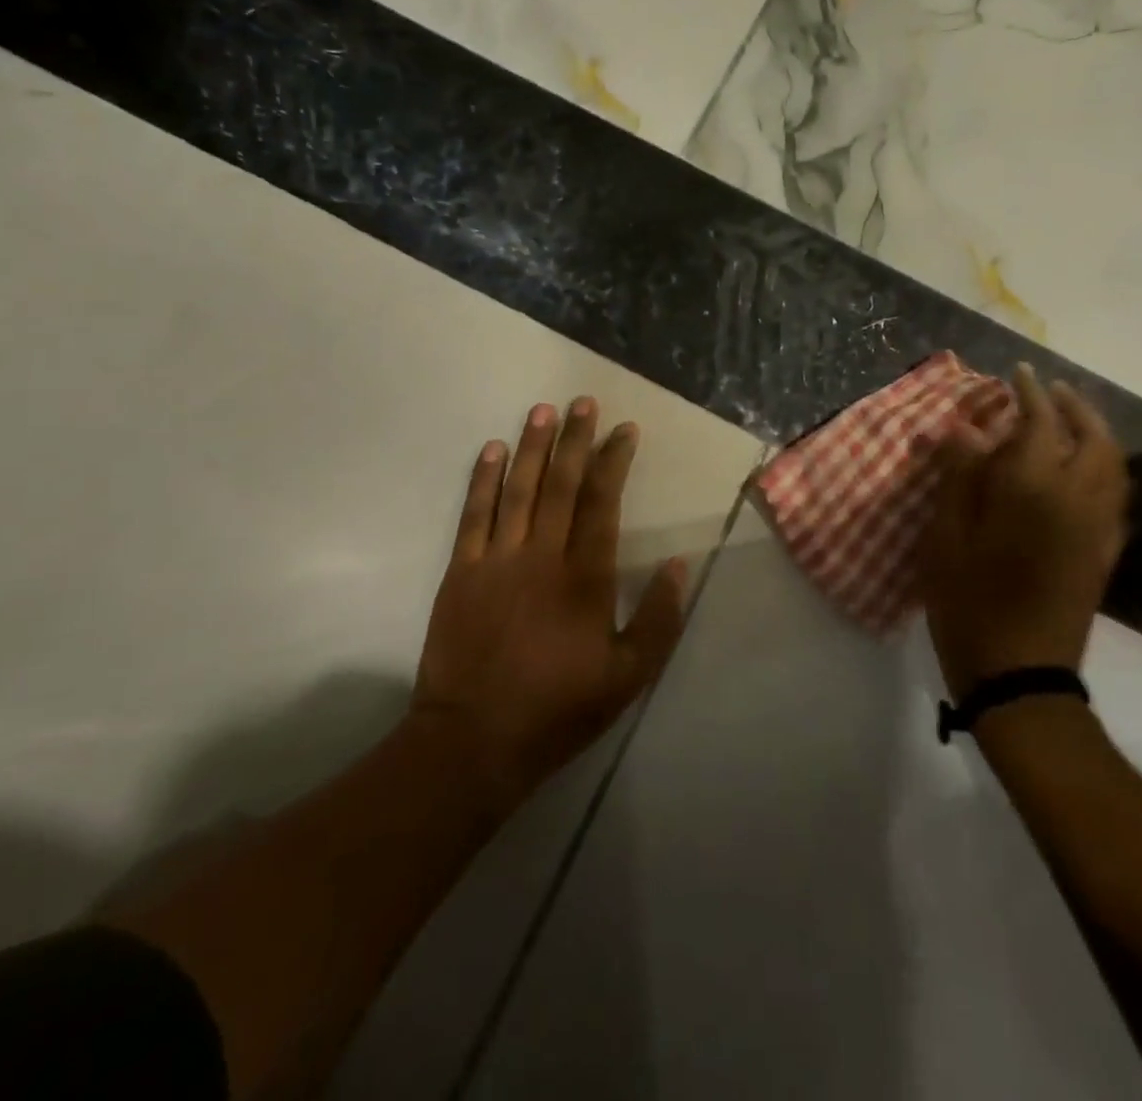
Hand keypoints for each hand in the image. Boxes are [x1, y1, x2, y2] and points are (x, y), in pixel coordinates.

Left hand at [407, 398, 687, 817]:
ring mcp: (496, 560)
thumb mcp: (629, 676)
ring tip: (542, 411)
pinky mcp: (460, 572)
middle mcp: (542, 556)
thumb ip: (660, 619)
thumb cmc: (559, 708)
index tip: (623, 430)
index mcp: (585, 577)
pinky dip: (483, 480)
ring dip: (531, 447)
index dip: (613, 461)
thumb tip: (680, 565)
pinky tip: (492, 451)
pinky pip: (473, 515)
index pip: (602, 502)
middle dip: (574, 439)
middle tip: (582, 401)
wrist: (475, 739)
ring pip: (517, 489)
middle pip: (560, 484)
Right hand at [917, 366, 1128, 696]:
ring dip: (1094, 432)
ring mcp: (1099, 527)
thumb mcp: (946, 538)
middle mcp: (1078, 499)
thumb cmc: (969, 604)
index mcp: (1034, 490)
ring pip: (1113, 464)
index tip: (1017, 373)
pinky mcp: (1105, 553)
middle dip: (1073, 406)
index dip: (1029, 394)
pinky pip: (1116, 494)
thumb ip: (959, 477)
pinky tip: (1082, 471)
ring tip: (1068, 421)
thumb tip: (965, 428)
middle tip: (1049, 391)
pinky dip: (1104, 466)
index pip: (1040, 423)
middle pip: (1092, 437)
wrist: (1020, 675)